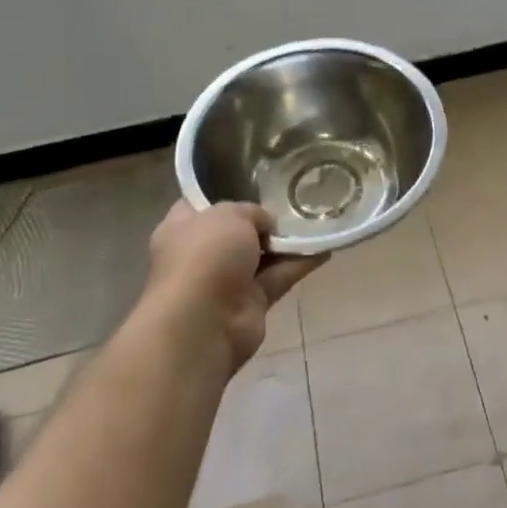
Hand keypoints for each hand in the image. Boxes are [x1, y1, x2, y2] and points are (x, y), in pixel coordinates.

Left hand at [142, 201, 323, 370]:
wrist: (204, 323)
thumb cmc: (205, 257)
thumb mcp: (229, 215)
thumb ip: (252, 212)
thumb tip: (267, 224)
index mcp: (182, 229)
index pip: (199, 206)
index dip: (222, 194)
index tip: (251, 184)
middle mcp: (201, 254)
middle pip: (235, 232)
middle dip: (262, 221)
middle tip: (291, 204)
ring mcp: (226, 281)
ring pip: (261, 256)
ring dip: (286, 244)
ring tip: (316, 223)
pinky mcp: (250, 303)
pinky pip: (278, 277)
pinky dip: (299, 265)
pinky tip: (324, 249)